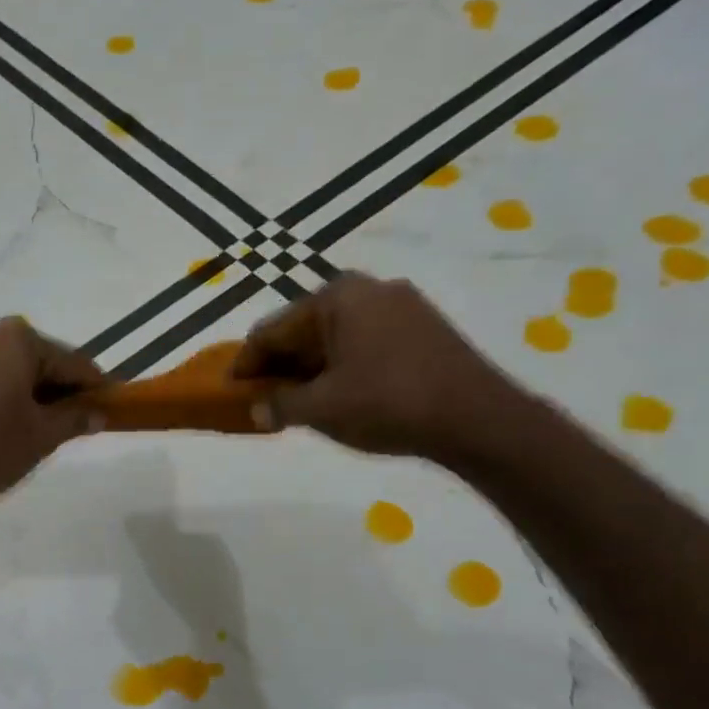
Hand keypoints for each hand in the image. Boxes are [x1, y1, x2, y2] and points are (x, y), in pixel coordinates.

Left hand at [0, 317, 103, 517]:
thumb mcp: (41, 437)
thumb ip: (74, 418)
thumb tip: (98, 412)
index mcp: (15, 339)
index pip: (69, 362)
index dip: (92, 386)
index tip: (108, 402)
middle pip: (34, 358)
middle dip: (55, 386)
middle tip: (71, 419)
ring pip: (2, 366)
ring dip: (22, 388)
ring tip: (32, 424)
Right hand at [233, 271, 518, 459]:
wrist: (478, 418)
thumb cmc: (388, 403)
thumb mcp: (320, 408)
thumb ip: (278, 405)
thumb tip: (258, 410)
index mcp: (336, 298)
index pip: (271, 331)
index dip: (246, 364)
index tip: (230, 391)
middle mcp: (367, 290)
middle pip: (303, 330)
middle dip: (280, 366)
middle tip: (262, 399)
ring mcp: (401, 306)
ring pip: (334, 338)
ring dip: (310, 369)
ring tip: (297, 403)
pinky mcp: (423, 328)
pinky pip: (363, 343)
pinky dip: (341, 367)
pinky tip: (338, 396)